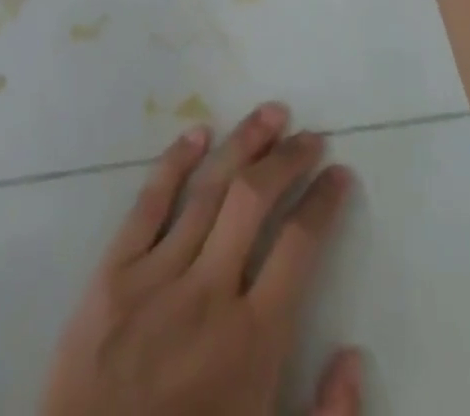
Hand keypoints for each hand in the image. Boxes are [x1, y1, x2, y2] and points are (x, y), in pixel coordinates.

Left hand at [41, 103, 361, 415]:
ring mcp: (159, 273)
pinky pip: (150, 201)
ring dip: (244, 144)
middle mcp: (210, 292)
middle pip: (255, 200)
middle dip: (288, 159)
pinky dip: (175, 161)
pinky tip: (198, 131)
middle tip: (309, 134)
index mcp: (253, 340)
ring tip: (271, 114)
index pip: (299, 246)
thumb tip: (354, 355)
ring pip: (209, 189)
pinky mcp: (115, 267)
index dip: (324, 202)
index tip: (339, 173)